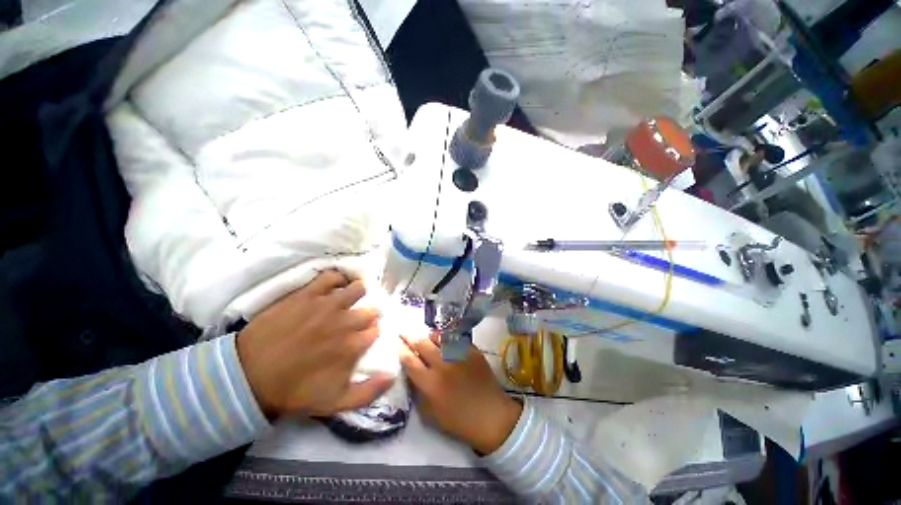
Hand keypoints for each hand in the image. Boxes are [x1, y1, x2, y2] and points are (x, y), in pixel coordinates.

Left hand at [236, 271, 392, 418]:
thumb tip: (393, 375)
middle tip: (355, 322)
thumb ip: (369, 392)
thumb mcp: (335, 403)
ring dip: (357, 295)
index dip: (370, 333)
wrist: (248, 377)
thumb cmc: (293, 391)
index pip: (376, 330)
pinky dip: (337, 279)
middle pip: (371, 309)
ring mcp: (327, 304)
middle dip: (367, 315)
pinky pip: (332, 276)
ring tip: (348, 302)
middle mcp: (347, 320)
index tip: (362, 338)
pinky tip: (333, 287)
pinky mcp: (308, 294)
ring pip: (358, 288)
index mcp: (354, 345)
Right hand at [400, 335, 521, 454]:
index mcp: (430, 383)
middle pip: (422, 345)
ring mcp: (458, 355)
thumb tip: (412, 375)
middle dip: (410, 336)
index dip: (401, 350)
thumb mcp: (431, 414)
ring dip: (429, 335)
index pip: (410, 361)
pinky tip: (445, 339)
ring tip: (425, 335)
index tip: (395, 342)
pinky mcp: (472, 351)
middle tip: (403, 330)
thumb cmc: (459, 421)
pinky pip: (456, 339)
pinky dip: (447, 338)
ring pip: (439, 337)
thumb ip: (419, 393)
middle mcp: (443, 365)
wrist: (491, 416)